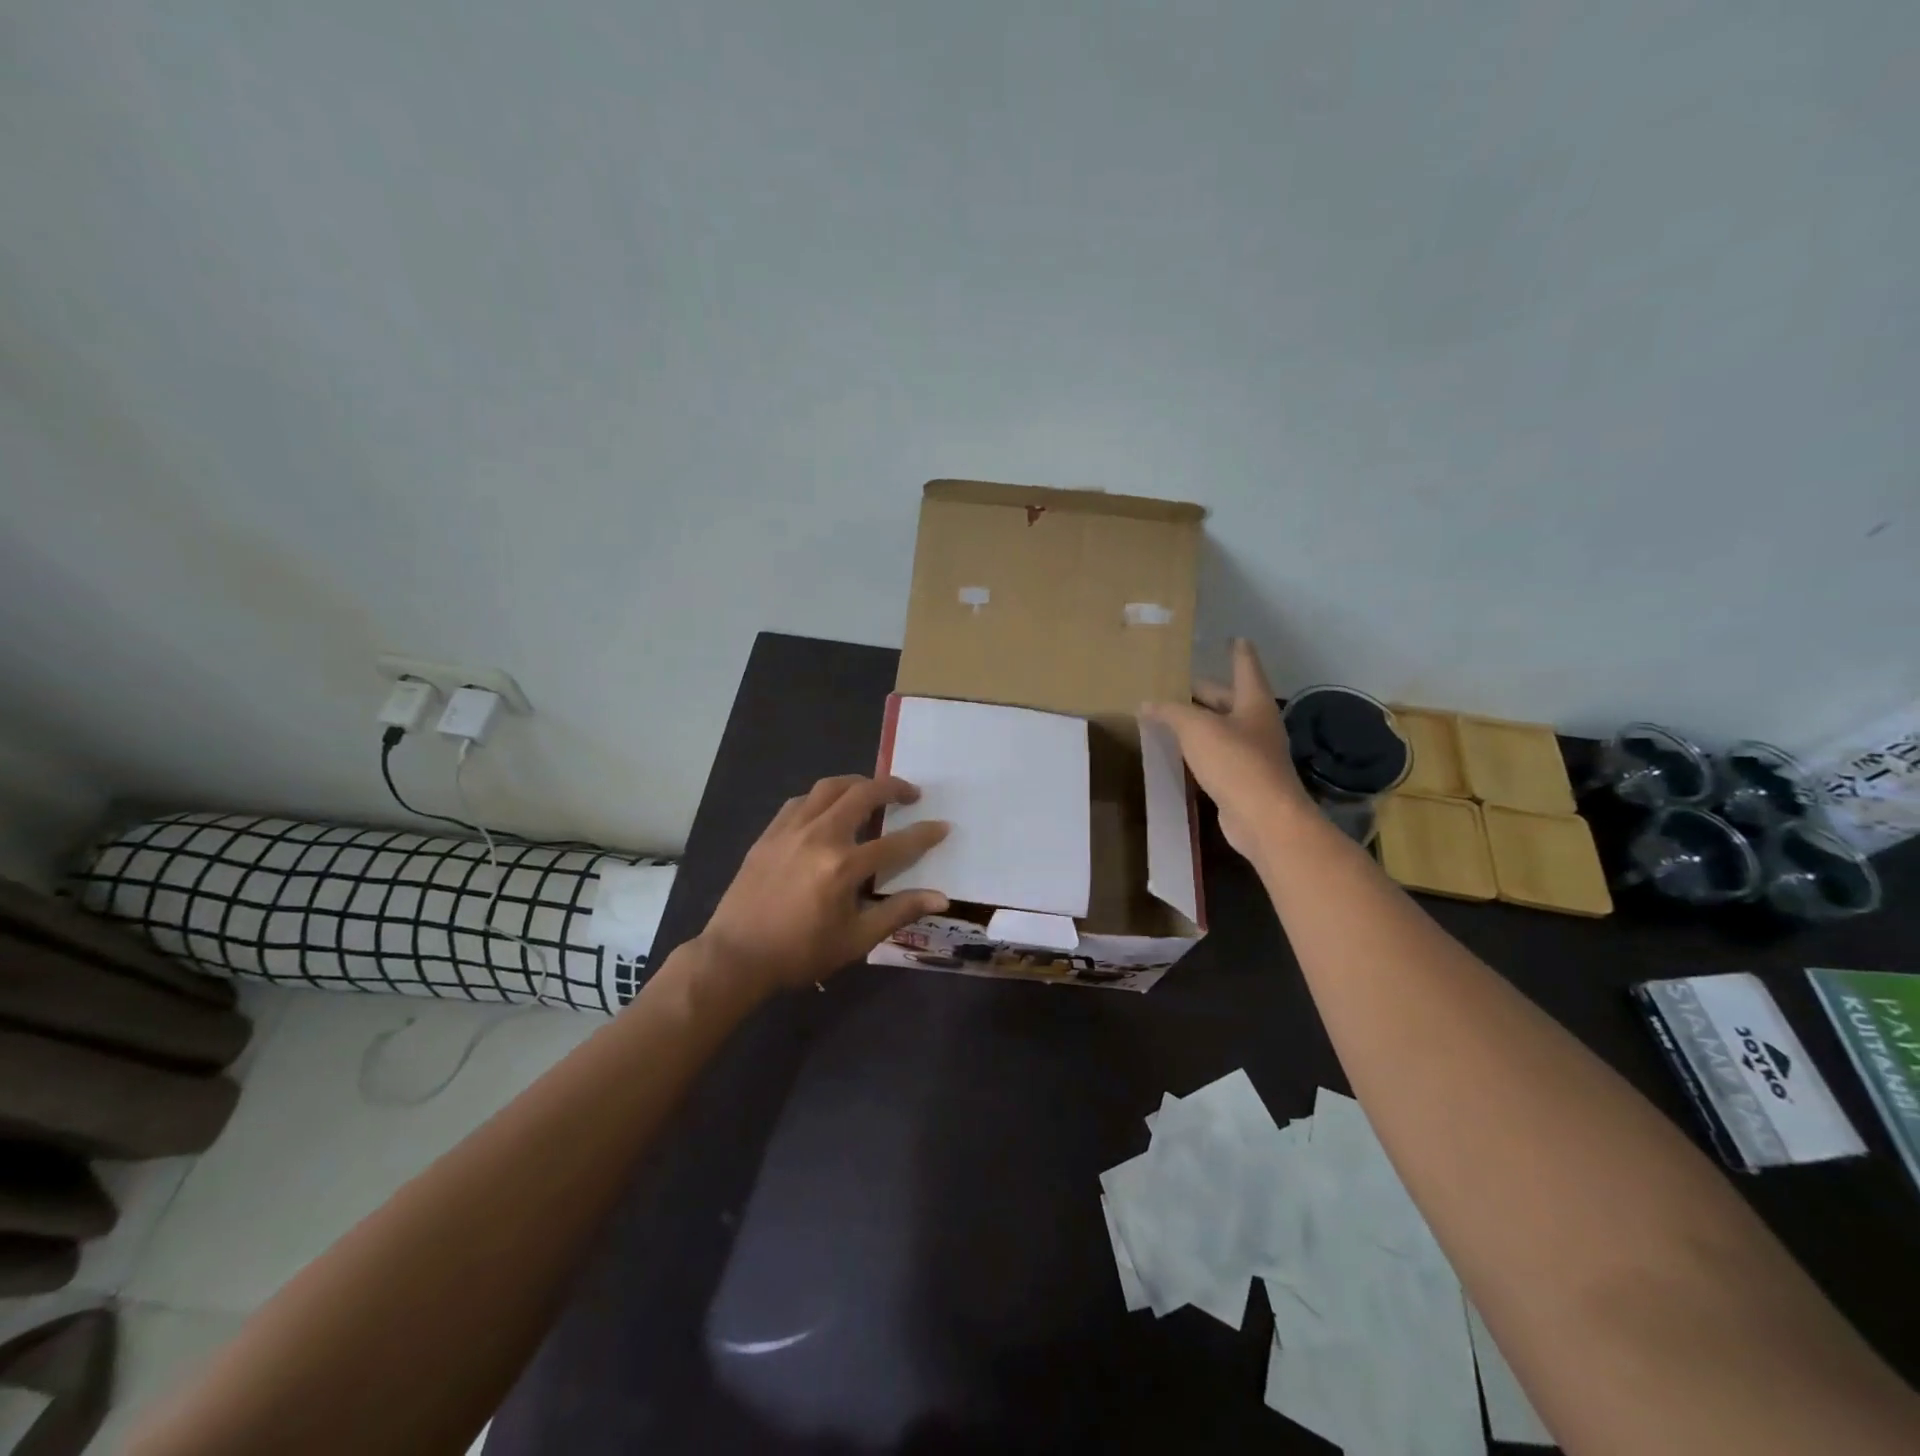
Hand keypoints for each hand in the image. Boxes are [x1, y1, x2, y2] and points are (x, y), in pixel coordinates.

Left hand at [695, 775, 949, 997]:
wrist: (736, 956)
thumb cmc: (800, 953)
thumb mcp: (855, 940)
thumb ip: (898, 911)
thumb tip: (940, 898)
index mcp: (843, 867)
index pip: (896, 843)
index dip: (924, 834)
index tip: (942, 826)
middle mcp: (819, 837)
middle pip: (862, 794)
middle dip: (892, 787)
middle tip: (910, 794)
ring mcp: (791, 830)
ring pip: (829, 788)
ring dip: (857, 783)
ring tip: (872, 791)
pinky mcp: (770, 833)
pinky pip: (801, 800)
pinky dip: (822, 797)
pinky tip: (829, 808)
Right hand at [1143, 639, 1313, 859]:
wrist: (1264, 818)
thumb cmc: (1235, 762)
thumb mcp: (1197, 729)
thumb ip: (1170, 712)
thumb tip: (1147, 704)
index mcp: (1253, 702)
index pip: (1245, 667)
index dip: (1238, 652)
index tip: (1235, 637)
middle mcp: (1256, 724)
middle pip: (1229, 699)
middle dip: (1205, 691)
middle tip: (1178, 683)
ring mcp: (1252, 753)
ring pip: (1221, 728)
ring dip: (1199, 721)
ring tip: (1171, 715)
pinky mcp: (1242, 779)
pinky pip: (1217, 754)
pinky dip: (1200, 748)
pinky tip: (1181, 751)